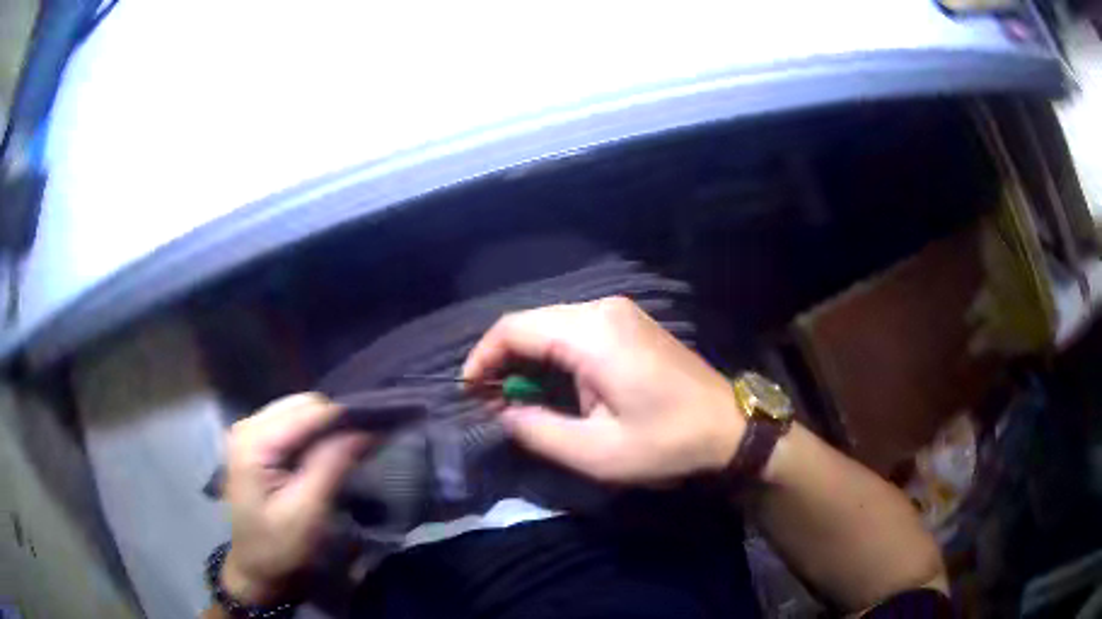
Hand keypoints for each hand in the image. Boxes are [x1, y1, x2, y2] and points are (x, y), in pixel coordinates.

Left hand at [221, 393, 370, 603]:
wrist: (255, 570)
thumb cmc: (279, 547)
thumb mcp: (308, 512)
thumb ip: (332, 465)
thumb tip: (366, 428)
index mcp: (254, 441)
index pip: (308, 411)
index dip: (347, 415)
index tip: (384, 424)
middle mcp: (248, 425)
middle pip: (303, 404)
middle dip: (339, 418)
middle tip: (374, 438)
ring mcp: (251, 432)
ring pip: (300, 411)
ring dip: (330, 426)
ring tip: (359, 443)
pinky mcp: (258, 443)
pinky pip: (294, 424)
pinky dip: (318, 434)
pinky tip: (335, 450)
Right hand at [463, 296, 743, 483]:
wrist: (731, 428)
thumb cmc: (667, 443)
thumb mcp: (595, 452)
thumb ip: (536, 430)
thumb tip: (502, 412)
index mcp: (592, 333)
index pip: (514, 329)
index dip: (482, 358)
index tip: (468, 393)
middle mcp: (602, 309)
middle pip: (531, 323)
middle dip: (502, 360)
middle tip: (488, 402)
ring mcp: (619, 313)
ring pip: (551, 326)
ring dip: (527, 359)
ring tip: (514, 399)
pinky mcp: (629, 324)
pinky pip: (575, 331)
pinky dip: (552, 356)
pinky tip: (549, 386)